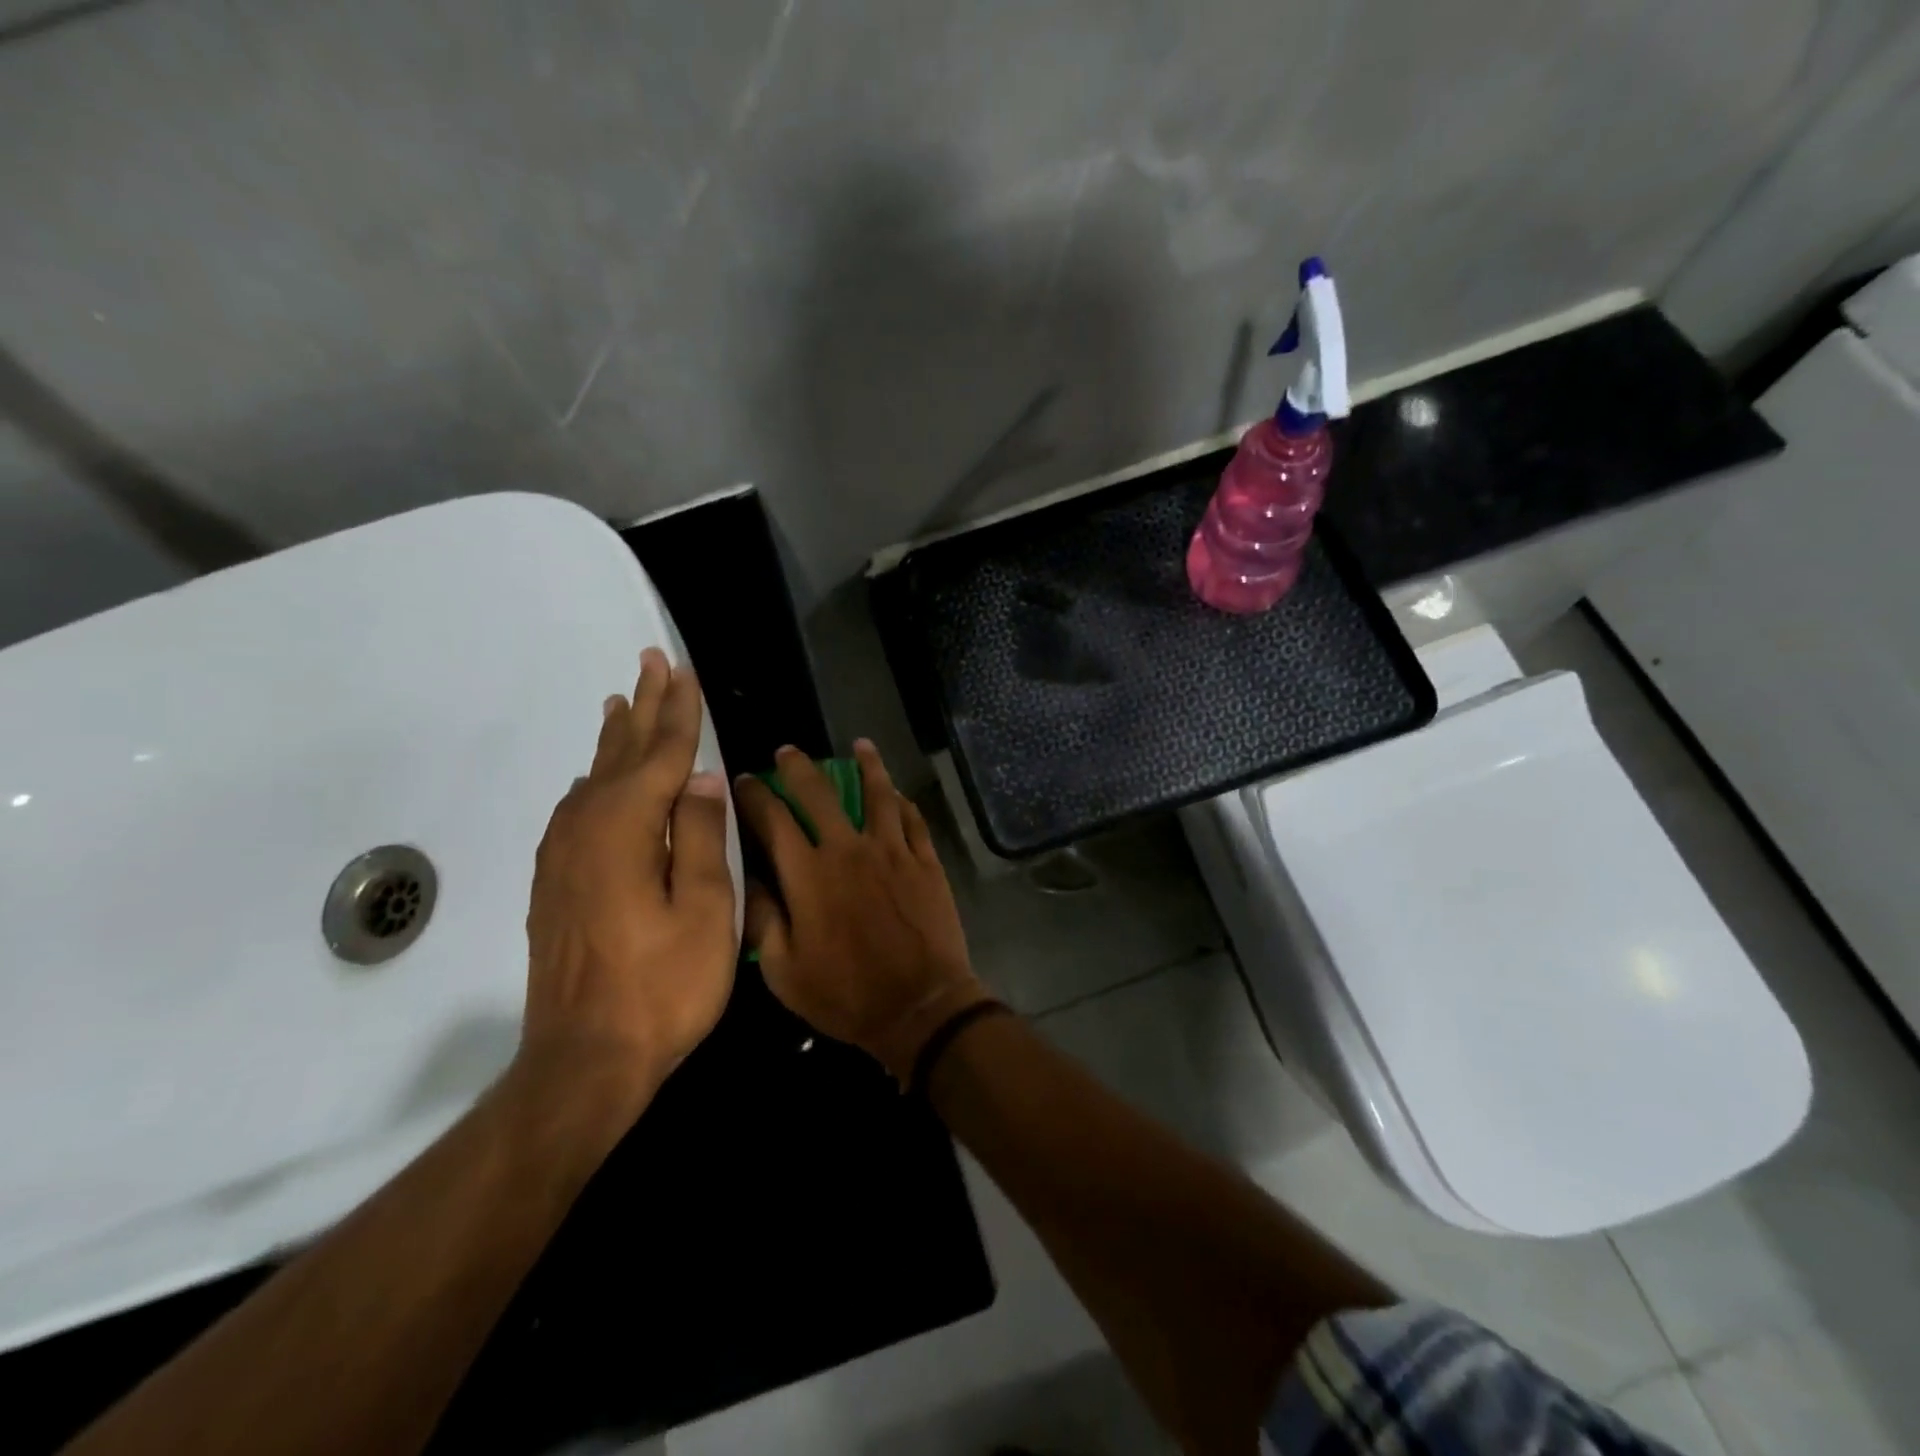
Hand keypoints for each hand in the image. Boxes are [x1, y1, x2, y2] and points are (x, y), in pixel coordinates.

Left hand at [518, 648, 737, 1118]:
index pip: (661, 754)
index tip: (682, 669)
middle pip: (621, 753)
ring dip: (615, 738)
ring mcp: (563, 857)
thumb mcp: (704, 910)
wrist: (584, 1061)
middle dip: (642, 706)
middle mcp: (586, 829)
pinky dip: (596, 778)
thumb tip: (699, 778)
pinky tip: (599, 778)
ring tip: (622, 703)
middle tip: (650, 661)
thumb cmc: (662, 986)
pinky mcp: (555, 883)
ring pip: (594, 777)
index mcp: (626, 828)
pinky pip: (578, 808)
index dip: (678, 711)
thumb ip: (700, 836)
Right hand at [735, 740, 991, 1086]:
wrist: (920, 1006)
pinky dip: (903, 801)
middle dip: (798, 768)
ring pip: (878, 794)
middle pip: (819, 793)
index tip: (743, 780)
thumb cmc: (845, 994)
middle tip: (787, 751)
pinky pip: (913, 819)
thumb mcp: (784, 971)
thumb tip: (746, 878)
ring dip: (867, 765)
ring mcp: (892, 851)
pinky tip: (897, 792)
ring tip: (860, 745)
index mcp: (808, 874)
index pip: (772, 820)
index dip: (754, 796)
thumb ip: (762, 918)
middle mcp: (849, 850)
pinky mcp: (925, 861)